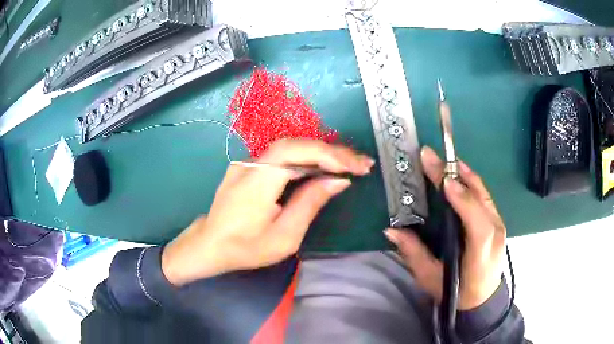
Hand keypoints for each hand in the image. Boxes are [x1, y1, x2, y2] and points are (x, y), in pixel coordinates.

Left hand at [161, 139, 373, 285]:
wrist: (210, 245)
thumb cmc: (246, 248)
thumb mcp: (285, 236)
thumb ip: (311, 203)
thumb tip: (338, 181)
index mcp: (257, 181)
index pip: (296, 151)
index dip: (330, 154)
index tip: (357, 166)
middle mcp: (250, 164)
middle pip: (296, 145)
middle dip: (332, 152)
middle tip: (362, 164)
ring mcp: (247, 163)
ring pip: (290, 149)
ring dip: (322, 155)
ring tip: (351, 165)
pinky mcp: (248, 167)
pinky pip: (282, 158)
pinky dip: (306, 161)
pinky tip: (323, 168)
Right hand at [385, 147, 505, 309]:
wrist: (483, 298)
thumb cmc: (456, 292)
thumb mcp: (431, 278)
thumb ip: (413, 253)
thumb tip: (391, 229)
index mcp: (480, 254)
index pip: (477, 224)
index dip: (463, 200)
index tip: (443, 181)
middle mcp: (495, 233)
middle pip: (480, 199)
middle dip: (455, 175)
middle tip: (430, 156)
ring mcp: (499, 224)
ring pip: (483, 192)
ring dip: (462, 172)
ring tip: (441, 159)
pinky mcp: (498, 220)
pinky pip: (484, 194)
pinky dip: (470, 180)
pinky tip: (457, 172)